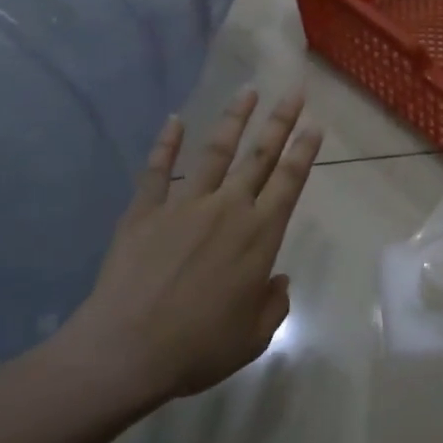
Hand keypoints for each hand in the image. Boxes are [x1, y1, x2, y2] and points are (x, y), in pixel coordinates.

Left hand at [50, 89, 321, 404]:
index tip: (315, 125)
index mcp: (259, 237)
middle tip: (294, 92)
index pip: (289, 183)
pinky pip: (157, 171)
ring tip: (247, 92)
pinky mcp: (144, 212)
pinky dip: (166, 144)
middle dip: (280, 122)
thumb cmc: (199, 348)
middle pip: (258, 157)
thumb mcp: (254, 337)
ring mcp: (183, 206)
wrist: (127, 350)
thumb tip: (275, 280)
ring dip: (233, 120)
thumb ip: (273, 304)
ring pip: (214, 153)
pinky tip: (174, 120)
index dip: (304, 152)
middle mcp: (227, 210)